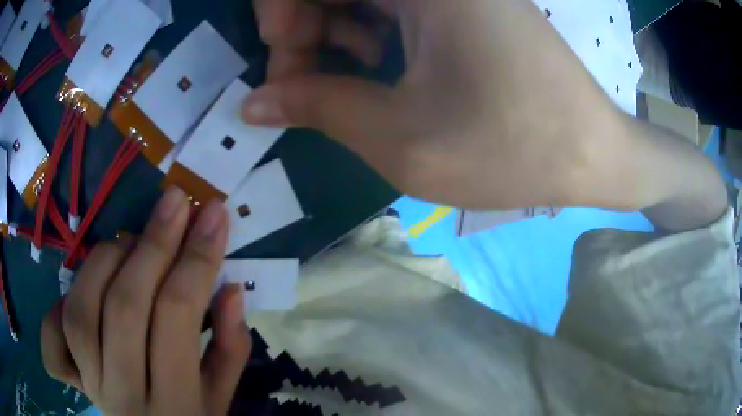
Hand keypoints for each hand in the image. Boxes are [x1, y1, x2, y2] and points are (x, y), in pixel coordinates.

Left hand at [41, 187, 251, 414]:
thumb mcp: (222, 396)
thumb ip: (231, 347)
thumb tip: (229, 288)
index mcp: (176, 403)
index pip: (179, 317)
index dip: (196, 259)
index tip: (214, 214)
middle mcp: (125, 394)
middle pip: (125, 307)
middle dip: (153, 244)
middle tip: (175, 201)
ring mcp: (91, 384)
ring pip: (81, 311)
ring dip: (104, 261)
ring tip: (129, 241)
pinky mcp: (72, 378)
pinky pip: (52, 337)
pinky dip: (57, 306)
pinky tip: (81, 291)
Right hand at [243, 0, 624, 209]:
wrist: (591, 153)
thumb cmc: (510, 148)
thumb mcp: (400, 138)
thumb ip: (317, 108)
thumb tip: (253, 103)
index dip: (279, 12)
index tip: (280, 63)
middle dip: (304, 26)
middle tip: (301, 82)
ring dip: (334, 33)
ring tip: (349, 81)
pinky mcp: (464, 4)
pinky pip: (392, 5)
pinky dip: (370, 32)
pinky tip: (383, 67)